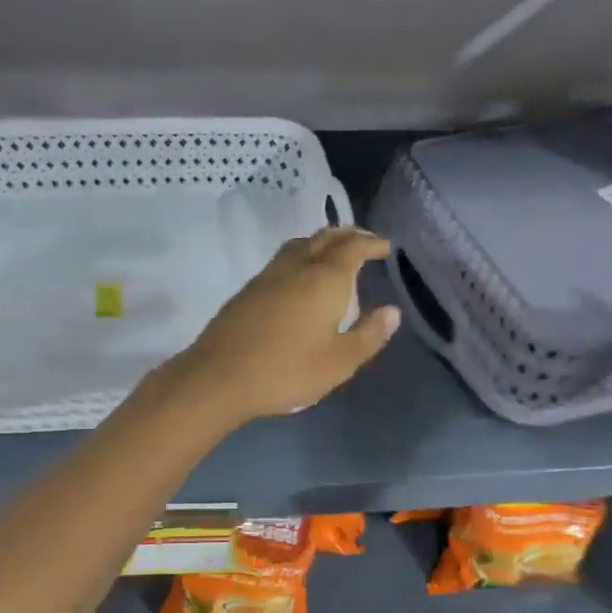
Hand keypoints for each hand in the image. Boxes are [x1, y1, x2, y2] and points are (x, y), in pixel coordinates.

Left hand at [172, 228, 400, 425]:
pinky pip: (283, 259)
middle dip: (349, 235)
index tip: (386, 246)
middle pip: (326, 237)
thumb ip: (369, 335)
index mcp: (325, 279)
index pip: (353, 247)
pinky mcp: (248, 289)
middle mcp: (297, 267)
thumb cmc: (287, 371)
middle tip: (365, 242)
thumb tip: (392, 312)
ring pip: (300, 244)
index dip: (372, 242)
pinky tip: (301, 277)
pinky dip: (302, 256)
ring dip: (322, 242)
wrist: (220, 377)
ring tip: (334, 254)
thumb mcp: (339, 362)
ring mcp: (268, 275)